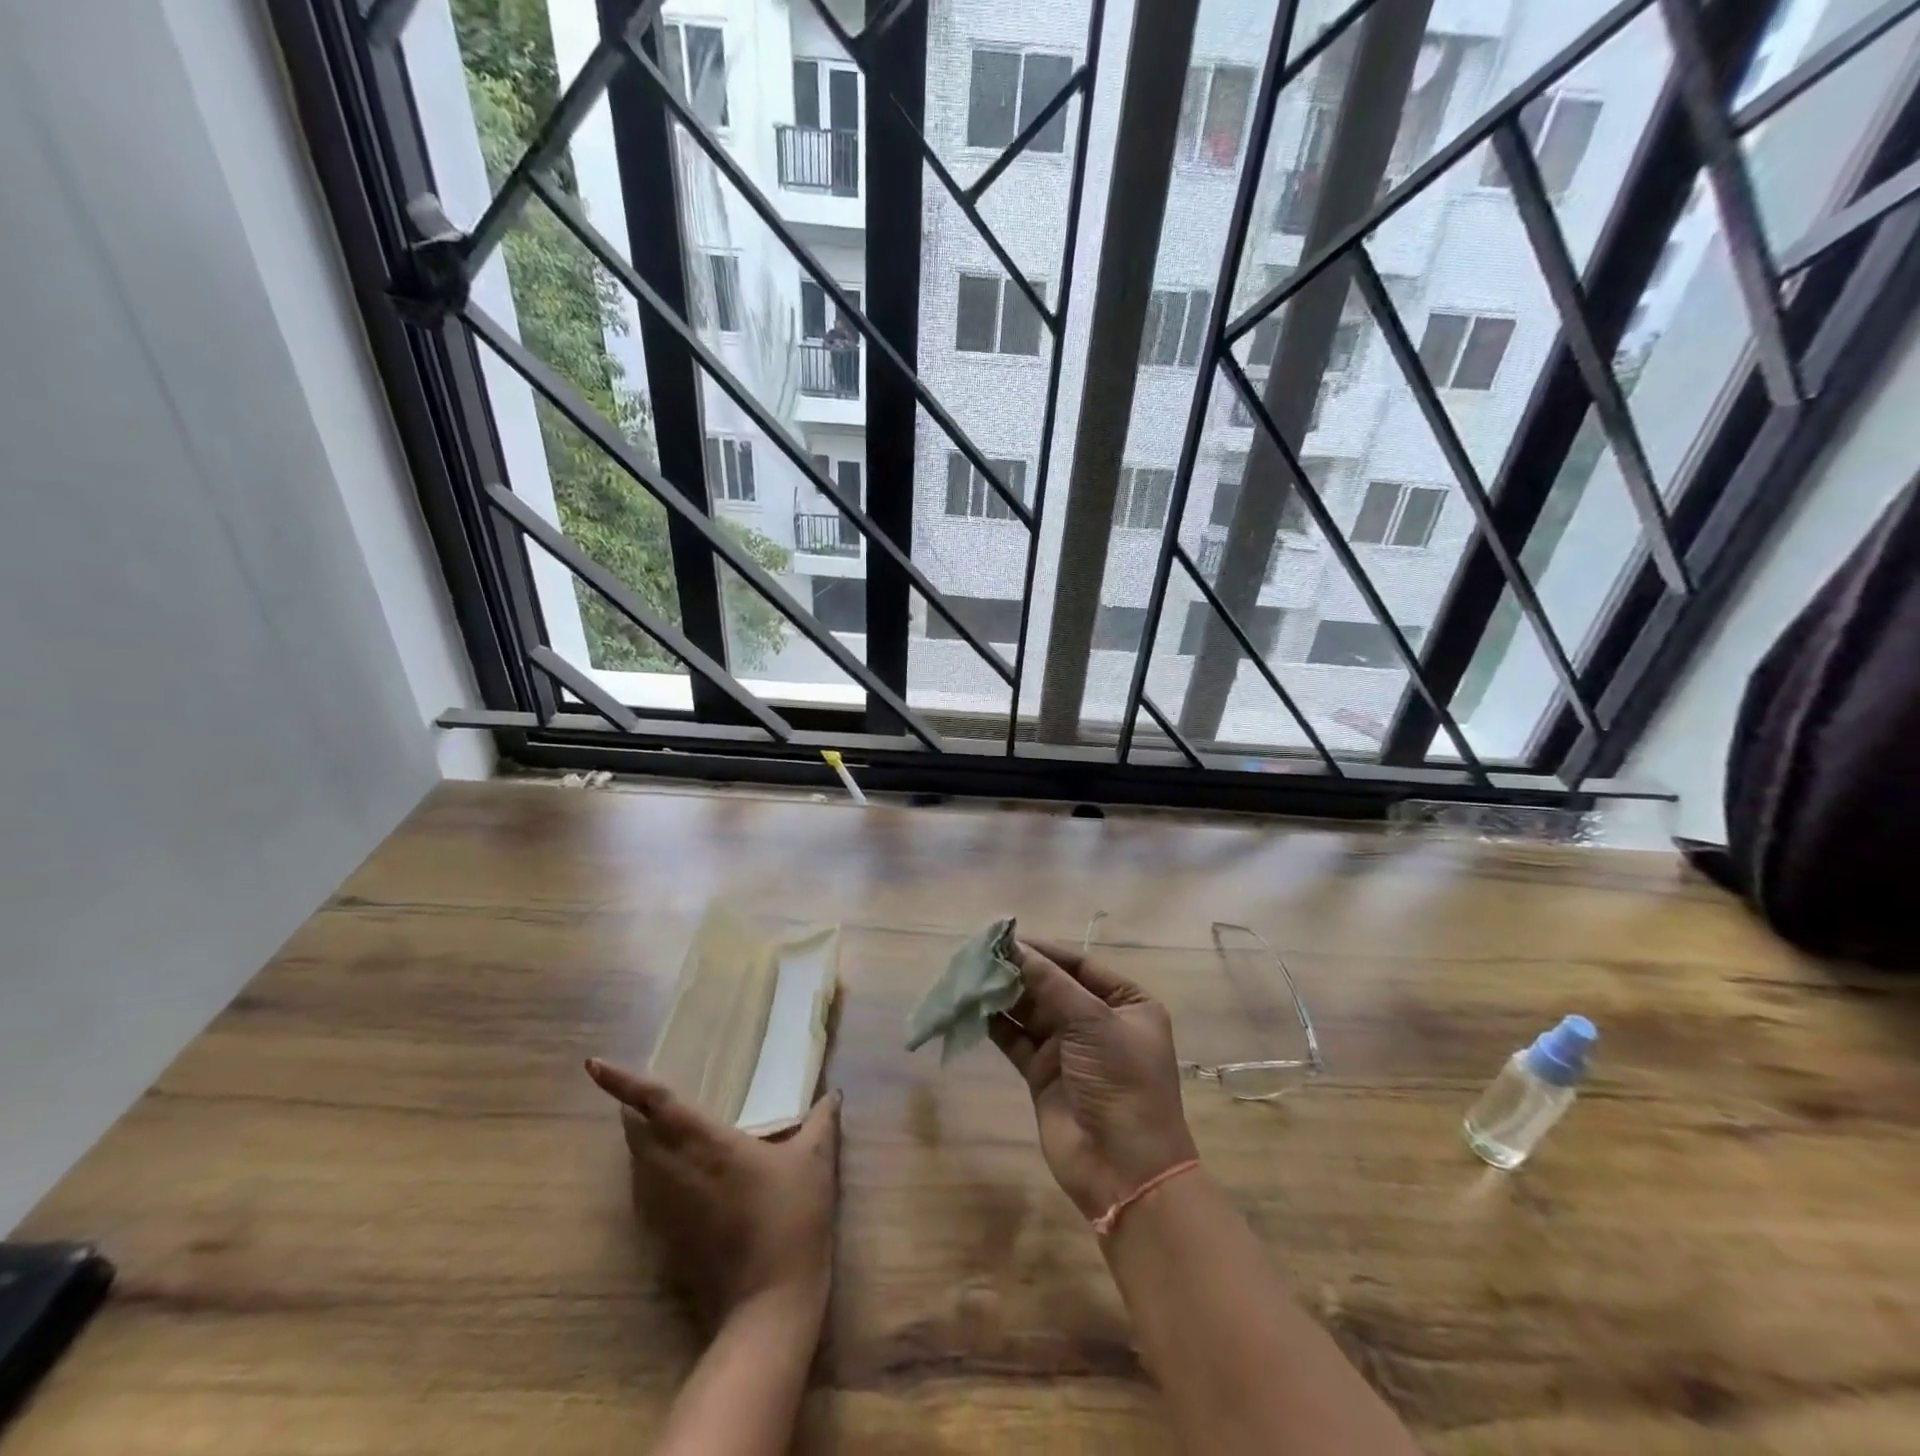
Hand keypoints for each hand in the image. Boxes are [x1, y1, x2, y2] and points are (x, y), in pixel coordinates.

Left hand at [585, 1059, 841, 1328]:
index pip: (655, 1103)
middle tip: (643, 1086)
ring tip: (656, 1118)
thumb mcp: (815, 1161)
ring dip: (638, 1136)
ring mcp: (665, 1206)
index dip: (623, 1082)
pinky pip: (643, 1188)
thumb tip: (833, 1093)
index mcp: (706, 1143)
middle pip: (635, 1131)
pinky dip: (647, 1167)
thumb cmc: (790, 1219)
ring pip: (636, 1160)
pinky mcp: (664, 1235)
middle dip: (630, 1105)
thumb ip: (821, 1121)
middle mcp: (674, 1169)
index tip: (595, 1063)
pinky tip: (673, 1167)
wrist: (768, 1303)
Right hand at [988, 940, 1198, 1220]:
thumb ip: (1051, 983)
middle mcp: (1098, 1021)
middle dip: (1019, 971)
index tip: (1004, 937)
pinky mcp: (1044, 1075)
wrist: (1123, 1170)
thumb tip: (1015, 947)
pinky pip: (1017, 1039)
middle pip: (1052, 986)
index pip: (1079, 964)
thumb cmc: (1120, 1083)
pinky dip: (997, 1024)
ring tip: (970, 975)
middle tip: (978, 954)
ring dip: (1004, 995)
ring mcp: (1070, 1049)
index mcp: (1126, 1003)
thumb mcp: (1093, 1023)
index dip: (1043, 950)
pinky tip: (973, 1007)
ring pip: (1031, 1011)